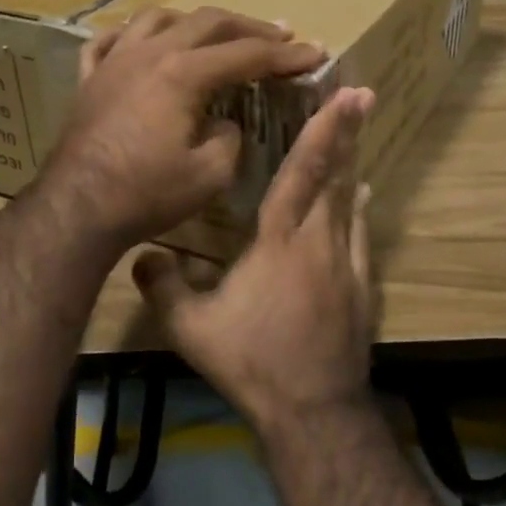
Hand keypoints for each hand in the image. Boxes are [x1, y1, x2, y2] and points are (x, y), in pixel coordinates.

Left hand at [41, 7, 324, 250]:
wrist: (77, 208)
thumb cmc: (147, 193)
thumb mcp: (211, 174)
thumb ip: (229, 138)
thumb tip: (223, 122)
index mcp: (184, 72)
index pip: (247, 54)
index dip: (286, 55)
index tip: (315, 53)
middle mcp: (150, 53)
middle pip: (208, 22)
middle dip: (249, 27)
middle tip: (279, 35)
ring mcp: (114, 61)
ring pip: (157, 18)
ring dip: (194, 21)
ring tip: (214, 32)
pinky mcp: (89, 79)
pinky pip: (109, 40)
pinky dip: (133, 34)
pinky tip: (143, 41)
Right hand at [134, 87, 376, 438]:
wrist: (313, 410)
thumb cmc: (252, 361)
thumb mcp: (192, 328)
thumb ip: (164, 288)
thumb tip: (141, 256)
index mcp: (279, 242)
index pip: (301, 173)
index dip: (321, 131)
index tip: (343, 97)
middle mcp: (319, 242)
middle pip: (335, 177)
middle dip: (347, 133)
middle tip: (363, 96)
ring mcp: (347, 265)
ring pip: (350, 203)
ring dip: (353, 165)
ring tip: (357, 136)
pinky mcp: (361, 289)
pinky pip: (362, 236)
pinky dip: (360, 210)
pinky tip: (362, 199)